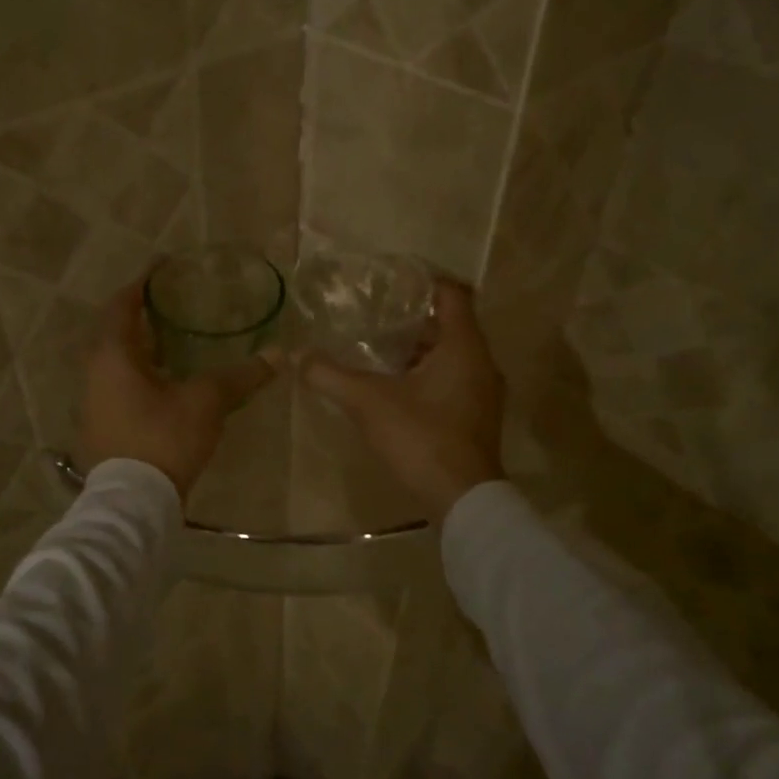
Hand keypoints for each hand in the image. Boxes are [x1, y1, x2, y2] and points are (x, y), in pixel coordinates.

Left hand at [77, 282, 276, 500]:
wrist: (133, 503)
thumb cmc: (163, 438)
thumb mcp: (206, 402)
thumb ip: (241, 376)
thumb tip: (280, 354)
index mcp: (113, 355)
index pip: (121, 305)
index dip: (141, 284)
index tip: (163, 269)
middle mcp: (95, 373)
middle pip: (117, 332)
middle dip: (143, 315)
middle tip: (174, 304)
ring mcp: (95, 401)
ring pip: (118, 361)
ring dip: (143, 347)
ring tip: (176, 340)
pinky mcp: (103, 425)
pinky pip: (120, 384)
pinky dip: (141, 373)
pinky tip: (169, 383)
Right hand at [299, 279, 505, 520]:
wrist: (463, 499)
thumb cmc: (421, 438)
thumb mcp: (368, 402)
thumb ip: (330, 375)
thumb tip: (297, 355)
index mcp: (464, 347)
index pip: (452, 294)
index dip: (424, 281)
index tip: (393, 279)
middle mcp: (480, 363)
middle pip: (449, 325)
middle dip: (412, 319)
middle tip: (374, 315)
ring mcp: (482, 393)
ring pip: (449, 356)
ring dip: (417, 350)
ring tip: (376, 349)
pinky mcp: (476, 417)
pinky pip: (451, 380)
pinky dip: (425, 375)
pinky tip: (393, 388)